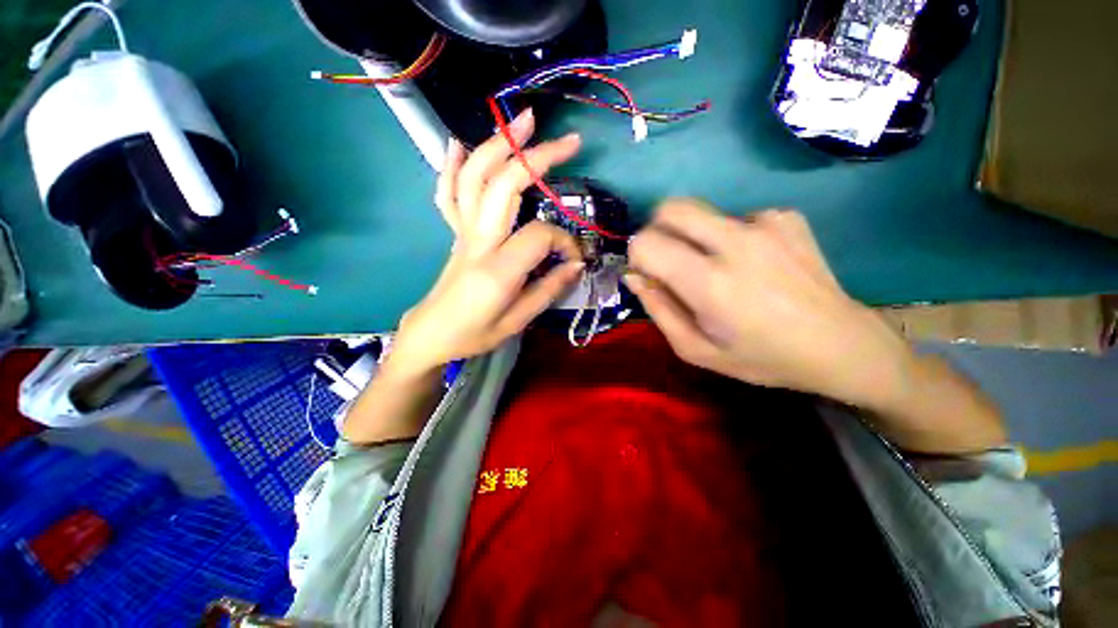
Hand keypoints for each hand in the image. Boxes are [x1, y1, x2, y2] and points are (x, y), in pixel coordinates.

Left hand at [386, 110, 584, 380]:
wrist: (433, 333)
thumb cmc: (476, 333)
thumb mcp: (518, 321)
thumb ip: (549, 289)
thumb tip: (576, 264)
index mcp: (498, 268)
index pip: (540, 235)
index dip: (564, 242)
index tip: (573, 260)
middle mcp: (478, 241)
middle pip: (505, 185)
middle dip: (538, 158)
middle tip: (568, 141)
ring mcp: (462, 232)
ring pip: (475, 177)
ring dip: (498, 145)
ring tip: (522, 122)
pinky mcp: (455, 232)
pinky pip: (449, 193)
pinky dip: (452, 165)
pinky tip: (458, 143)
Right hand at [624, 200, 911, 407]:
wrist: (841, 345)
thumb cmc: (761, 357)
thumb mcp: (696, 350)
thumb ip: (658, 310)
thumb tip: (635, 276)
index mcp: (710, 283)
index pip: (647, 243)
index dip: (637, 256)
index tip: (648, 275)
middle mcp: (736, 242)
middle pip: (671, 209)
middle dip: (657, 231)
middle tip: (669, 261)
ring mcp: (766, 223)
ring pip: (701, 213)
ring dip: (694, 238)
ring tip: (719, 268)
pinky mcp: (786, 217)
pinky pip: (736, 218)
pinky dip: (730, 238)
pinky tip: (752, 263)